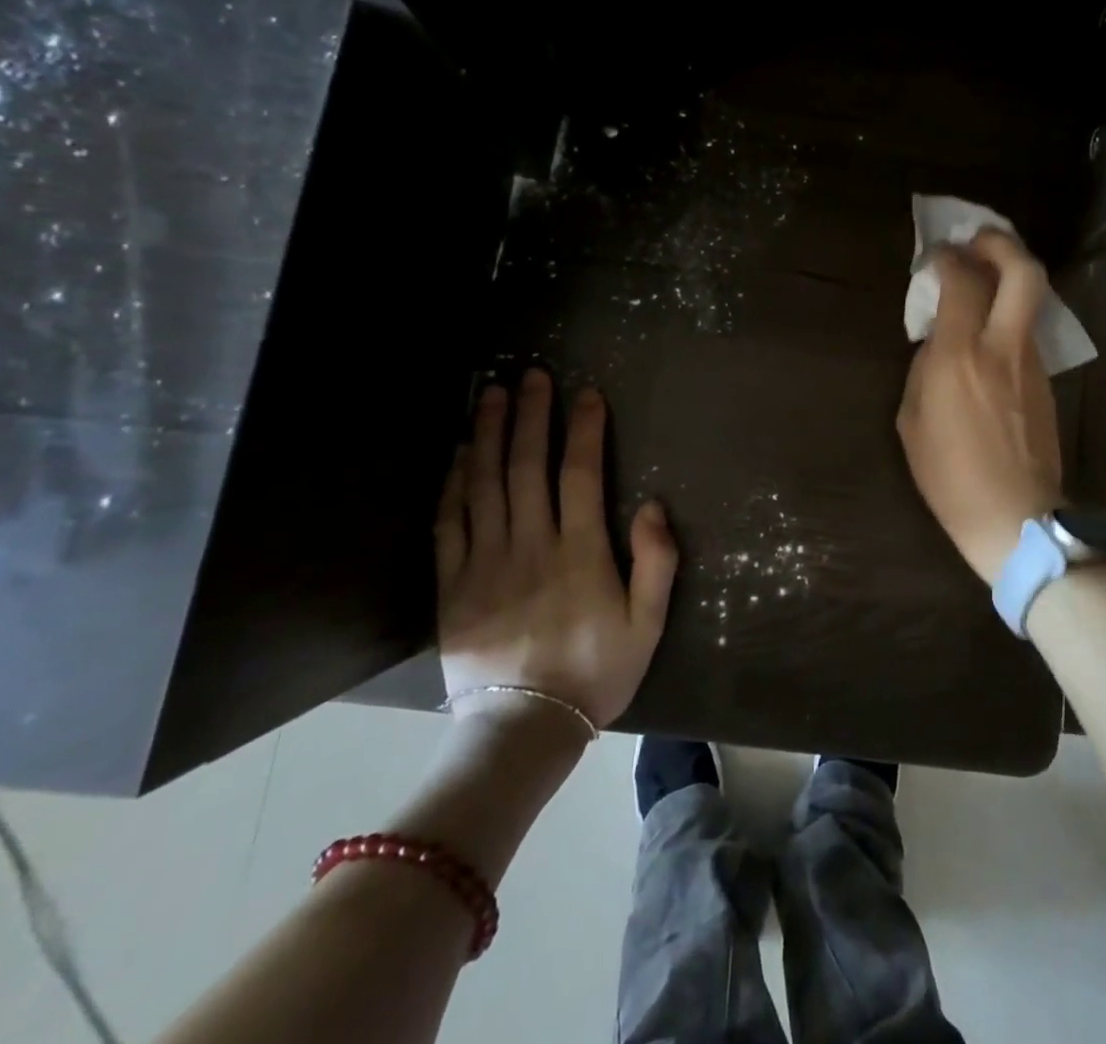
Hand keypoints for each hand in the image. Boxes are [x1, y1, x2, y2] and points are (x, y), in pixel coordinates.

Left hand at [434, 369, 677, 731]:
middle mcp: (530, 545)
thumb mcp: (649, 623)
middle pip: (528, 466)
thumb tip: (651, 505)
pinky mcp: (452, 585)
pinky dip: (454, 482)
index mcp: (580, 552)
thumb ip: (656, 561)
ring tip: (491, 394)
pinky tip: (460, 453)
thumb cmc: (596, 672)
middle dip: (531, 415)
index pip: (581, 474)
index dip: (585, 429)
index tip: (587, 393)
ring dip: (489, 434)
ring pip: (485, 484)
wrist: (524, 730)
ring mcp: (485, 563)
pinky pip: (449, 523)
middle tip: (530, 375)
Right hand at [897, 228, 1062, 583]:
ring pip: (1031, 299)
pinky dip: (1010, 315)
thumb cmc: (949, 476)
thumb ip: (924, 370)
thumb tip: (938, 343)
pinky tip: (989, 332)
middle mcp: (1002, 347)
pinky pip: (1027, 332)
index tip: (935, 256)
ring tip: (983, 279)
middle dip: (1002, 244)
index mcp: (960, 356)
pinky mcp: (1046, 381)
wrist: (1014, 516)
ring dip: (1009, 278)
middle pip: (1022, 272)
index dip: (948, 258)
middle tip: (979, 240)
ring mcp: (1031, 362)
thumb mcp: (912, 421)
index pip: (962, 282)